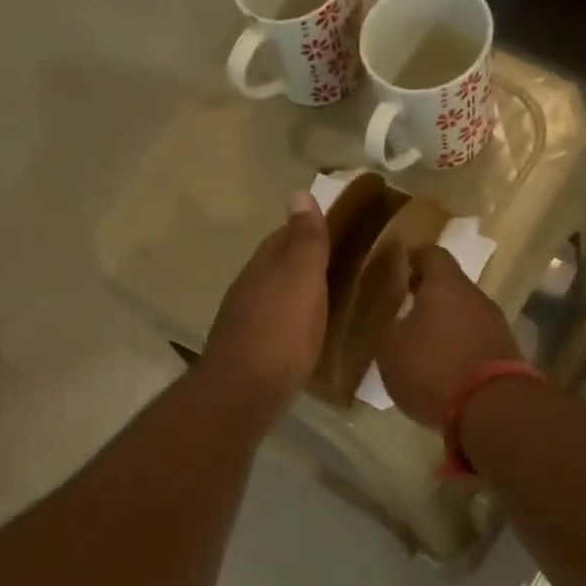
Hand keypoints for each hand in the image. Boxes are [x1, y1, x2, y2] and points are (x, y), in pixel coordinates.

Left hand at [201, 192, 329, 426]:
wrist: (244, 392)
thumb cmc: (280, 333)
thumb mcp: (301, 280)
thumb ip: (305, 241)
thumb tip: (299, 192)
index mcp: (264, 266)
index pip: (286, 236)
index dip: (310, 229)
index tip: (340, 229)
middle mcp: (250, 288)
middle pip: (278, 265)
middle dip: (304, 260)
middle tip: (342, 263)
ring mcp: (246, 321)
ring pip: (276, 295)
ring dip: (298, 291)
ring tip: (330, 296)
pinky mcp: (251, 351)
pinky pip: (276, 324)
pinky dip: (293, 319)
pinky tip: (307, 330)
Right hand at [378, 245, 521, 426]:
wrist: (491, 406)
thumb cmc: (433, 368)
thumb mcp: (391, 350)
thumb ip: (390, 329)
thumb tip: (398, 322)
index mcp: (445, 284)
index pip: (431, 255)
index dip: (415, 258)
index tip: (402, 264)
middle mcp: (475, 296)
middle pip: (451, 286)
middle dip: (430, 295)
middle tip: (407, 308)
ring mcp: (495, 325)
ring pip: (465, 315)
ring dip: (446, 324)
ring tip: (424, 343)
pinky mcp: (506, 353)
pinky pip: (475, 341)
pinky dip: (459, 347)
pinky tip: (445, 366)